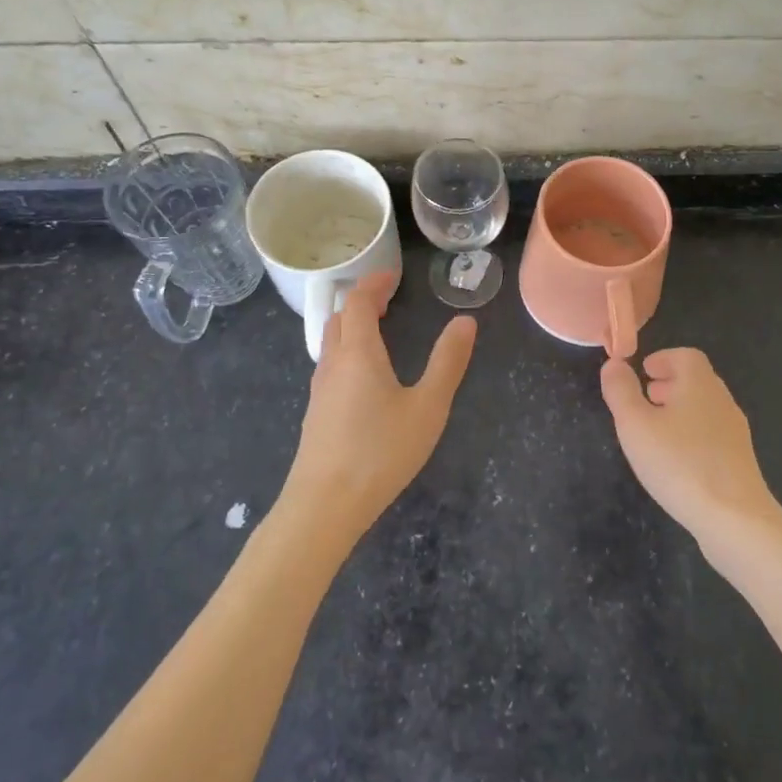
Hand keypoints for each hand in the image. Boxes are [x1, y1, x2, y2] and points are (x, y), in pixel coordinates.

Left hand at [282, 272, 476, 545]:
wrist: (325, 505)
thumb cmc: (381, 452)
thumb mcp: (427, 407)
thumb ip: (447, 362)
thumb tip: (465, 322)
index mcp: (358, 352)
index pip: (358, 301)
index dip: (374, 283)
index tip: (394, 277)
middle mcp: (332, 363)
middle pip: (340, 318)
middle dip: (362, 302)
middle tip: (388, 301)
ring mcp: (320, 390)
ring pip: (331, 343)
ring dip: (352, 327)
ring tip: (379, 332)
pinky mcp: (317, 414)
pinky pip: (330, 367)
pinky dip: (348, 352)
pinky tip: (366, 378)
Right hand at [600, 348, 781, 544]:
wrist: (734, 518)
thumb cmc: (679, 462)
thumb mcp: (635, 424)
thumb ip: (621, 391)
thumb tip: (614, 363)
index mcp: (699, 384)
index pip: (686, 356)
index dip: (663, 359)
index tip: (643, 372)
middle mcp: (721, 401)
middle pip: (697, 380)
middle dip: (670, 383)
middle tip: (645, 397)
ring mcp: (734, 432)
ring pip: (705, 408)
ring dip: (680, 409)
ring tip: (655, 429)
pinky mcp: (739, 460)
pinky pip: (711, 434)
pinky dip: (691, 433)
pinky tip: (676, 459)